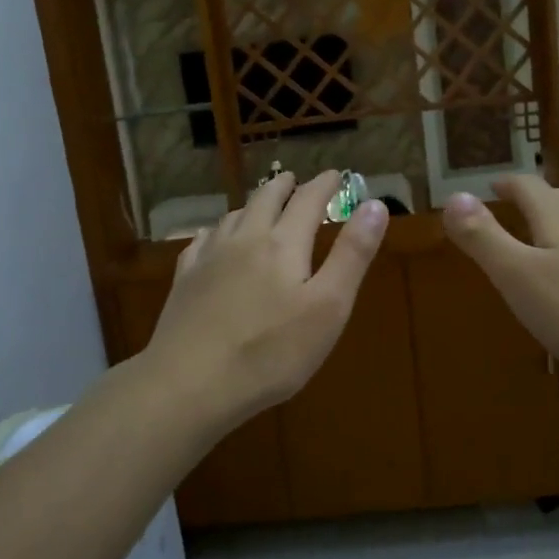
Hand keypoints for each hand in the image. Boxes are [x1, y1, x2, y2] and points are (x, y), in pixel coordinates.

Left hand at [143, 170, 388, 432]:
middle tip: (295, 180)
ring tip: (260, 206)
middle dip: (284, 186)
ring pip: (233, 216)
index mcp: (283, 244)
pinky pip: (202, 241)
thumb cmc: (271, 352)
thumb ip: (352, 255)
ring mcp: (209, 258)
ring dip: (252, 205)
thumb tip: (374, 205)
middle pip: (265, 199)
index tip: (336, 174)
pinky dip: (217, 230)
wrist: (190, 383)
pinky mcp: (184, 280)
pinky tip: (213, 239)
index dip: (324, 185)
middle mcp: (244, 239)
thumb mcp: (328, 307)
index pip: (307, 200)